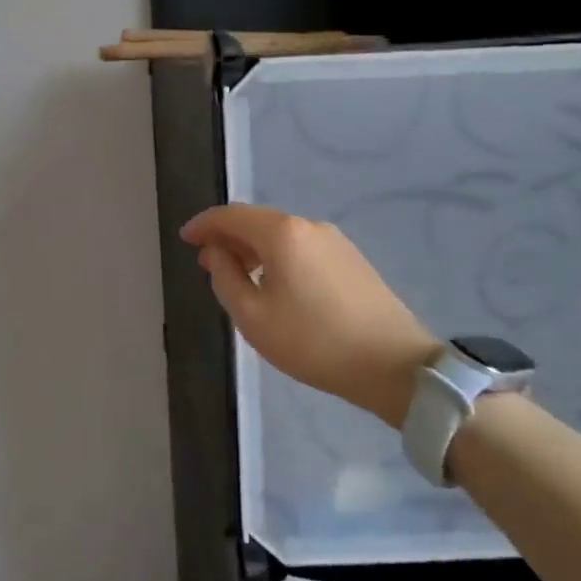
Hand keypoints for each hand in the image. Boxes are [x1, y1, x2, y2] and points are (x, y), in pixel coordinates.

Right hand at [181, 204, 439, 427]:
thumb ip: (226, 278)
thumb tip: (217, 253)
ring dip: (253, 247)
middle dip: (228, 236)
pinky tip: (275, 282)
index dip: (204, 224)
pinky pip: (302, 246)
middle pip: (257, 220)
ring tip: (237, 274)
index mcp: (281, 233)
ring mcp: (334, 240)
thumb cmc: (314, 342)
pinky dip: (278, 255)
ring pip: (281, 234)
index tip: (185, 238)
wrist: (395, 365)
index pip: (231, 215)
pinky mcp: (351, 259)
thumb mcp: (254, 317)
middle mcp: (308, 225)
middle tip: (207, 261)